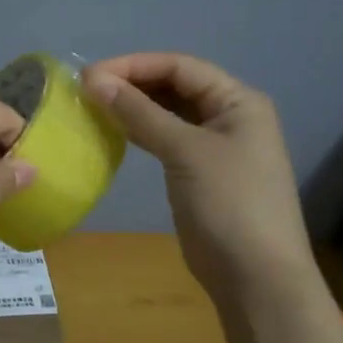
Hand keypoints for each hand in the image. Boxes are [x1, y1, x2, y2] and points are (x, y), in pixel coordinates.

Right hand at [82, 54, 313, 300]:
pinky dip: (140, 130)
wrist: (256, 277)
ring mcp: (214, 145)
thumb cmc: (228, 203)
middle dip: (132, 83)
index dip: (134, 65)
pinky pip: (165, 137)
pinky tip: (113, 130)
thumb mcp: (184, 151)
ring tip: (93, 105)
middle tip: (85, 90)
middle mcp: (229, 115)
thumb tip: (92, 79)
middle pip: (174, 85)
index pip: (180, 66)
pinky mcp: (198, 170)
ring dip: (133, 106)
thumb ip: (139, 112)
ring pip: (167, 112)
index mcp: (238, 101)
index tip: (89, 74)